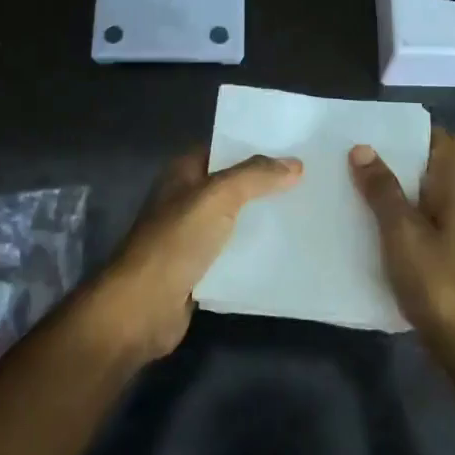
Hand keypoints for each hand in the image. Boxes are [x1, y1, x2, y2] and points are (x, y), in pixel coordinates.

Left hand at [88, 150, 302, 360]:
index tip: (295, 148)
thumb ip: (255, 176)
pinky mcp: (200, 269)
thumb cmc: (175, 242)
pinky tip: (288, 250)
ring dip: (265, 219)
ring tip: (308, 213)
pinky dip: (256, 251)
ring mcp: (192, 235)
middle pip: (233, 185)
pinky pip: (234, 253)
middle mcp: (186, 199)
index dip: (255, 146)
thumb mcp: (217, 197)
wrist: (143, 307)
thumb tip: (295, 164)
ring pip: (236, 220)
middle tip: (311, 181)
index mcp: (183, 173)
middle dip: (266, 184)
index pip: (223, 149)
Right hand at [350, 128, 454, 360]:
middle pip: (428, 171)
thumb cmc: (439, 282)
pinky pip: (413, 229)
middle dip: (393, 160)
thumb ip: (383, 191)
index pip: (446, 144)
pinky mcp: (439, 263)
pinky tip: (361, 230)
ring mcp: (449, 238)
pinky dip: (390, 223)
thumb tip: (363, 148)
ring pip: (418, 201)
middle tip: (351, 155)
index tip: (380, 127)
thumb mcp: (403, 233)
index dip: (418, 130)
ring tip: (348, 186)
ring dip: (388, 192)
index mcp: (453, 194)